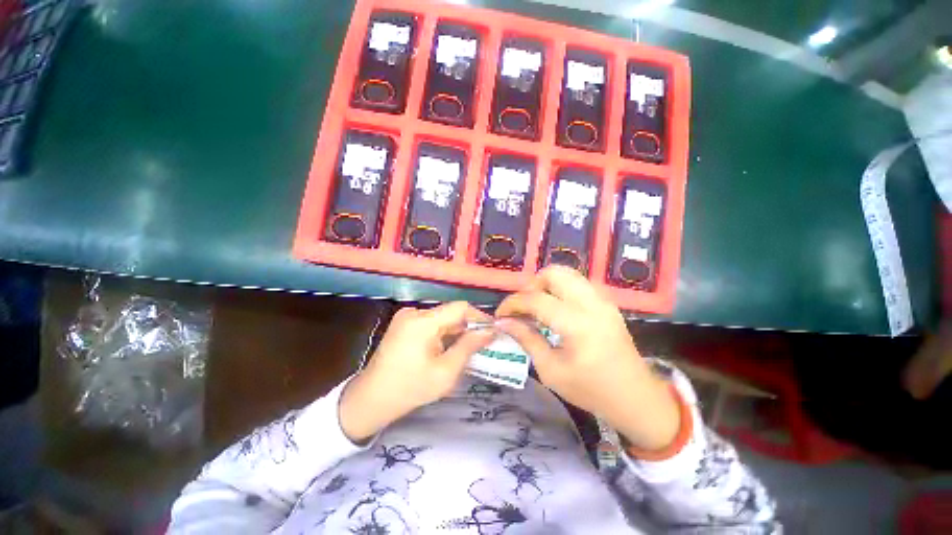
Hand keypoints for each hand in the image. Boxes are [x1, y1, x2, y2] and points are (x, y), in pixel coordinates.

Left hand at [339, 302, 494, 442]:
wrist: (371, 400)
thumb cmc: (411, 388)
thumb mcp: (446, 371)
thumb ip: (469, 347)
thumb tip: (491, 331)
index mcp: (423, 321)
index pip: (460, 308)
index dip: (479, 317)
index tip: (493, 330)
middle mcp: (414, 312)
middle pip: (450, 313)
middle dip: (468, 327)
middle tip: (483, 344)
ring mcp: (406, 317)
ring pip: (441, 318)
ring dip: (455, 331)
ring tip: (467, 349)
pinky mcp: (403, 324)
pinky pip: (431, 323)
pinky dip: (443, 333)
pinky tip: (447, 349)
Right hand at [495, 266, 679, 450]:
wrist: (635, 398)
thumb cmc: (590, 390)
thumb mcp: (550, 370)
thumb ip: (526, 339)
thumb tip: (503, 322)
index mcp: (576, 324)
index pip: (535, 299)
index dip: (512, 304)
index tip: (500, 315)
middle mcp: (591, 304)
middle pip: (553, 273)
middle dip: (531, 286)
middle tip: (523, 308)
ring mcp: (602, 300)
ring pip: (567, 273)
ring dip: (546, 284)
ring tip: (538, 306)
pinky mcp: (607, 303)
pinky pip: (578, 283)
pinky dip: (561, 288)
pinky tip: (556, 309)